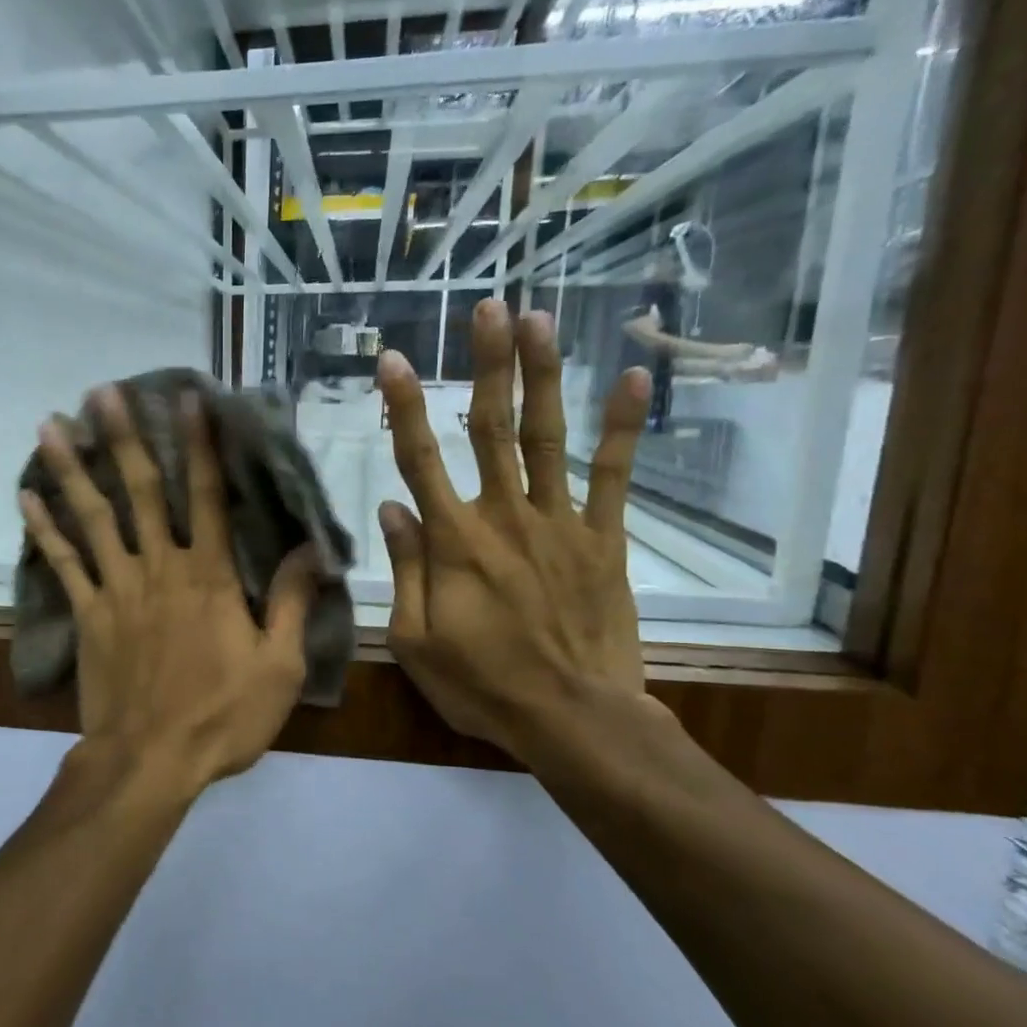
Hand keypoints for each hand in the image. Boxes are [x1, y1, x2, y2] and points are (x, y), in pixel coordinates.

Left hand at [20, 387, 320, 795]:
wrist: (150, 761)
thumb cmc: (221, 717)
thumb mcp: (277, 667)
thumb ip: (290, 602)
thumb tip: (310, 549)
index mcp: (209, 577)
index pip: (209, 497)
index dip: (202, 446)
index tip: (190, 399)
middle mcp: (159, 568)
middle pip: (140, 492)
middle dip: (122, 438)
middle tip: (102, 391)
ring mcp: (117, 589)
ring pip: (93, 518)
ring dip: (72, 469)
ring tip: (49, 423)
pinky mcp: (87, 615)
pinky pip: (63, 564)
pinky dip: (44, 530)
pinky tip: (25, 497)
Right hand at [377, 301, 658, 764]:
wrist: (574, 718)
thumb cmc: (483, 685)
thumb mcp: (415, 640)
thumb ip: (405, 570)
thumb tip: (391, 508)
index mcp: (453, 542)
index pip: (419, 460)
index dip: (404, 407)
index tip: (395, 360)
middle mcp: (504, 516)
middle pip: (489, 427)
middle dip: (488, 364)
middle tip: (489, 308)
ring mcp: (560, 522)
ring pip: (545, 436)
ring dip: (542, 375)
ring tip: (540, 320)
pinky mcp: (603, 539)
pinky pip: (613, 475)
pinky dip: (623, 427)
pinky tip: (635, 378)